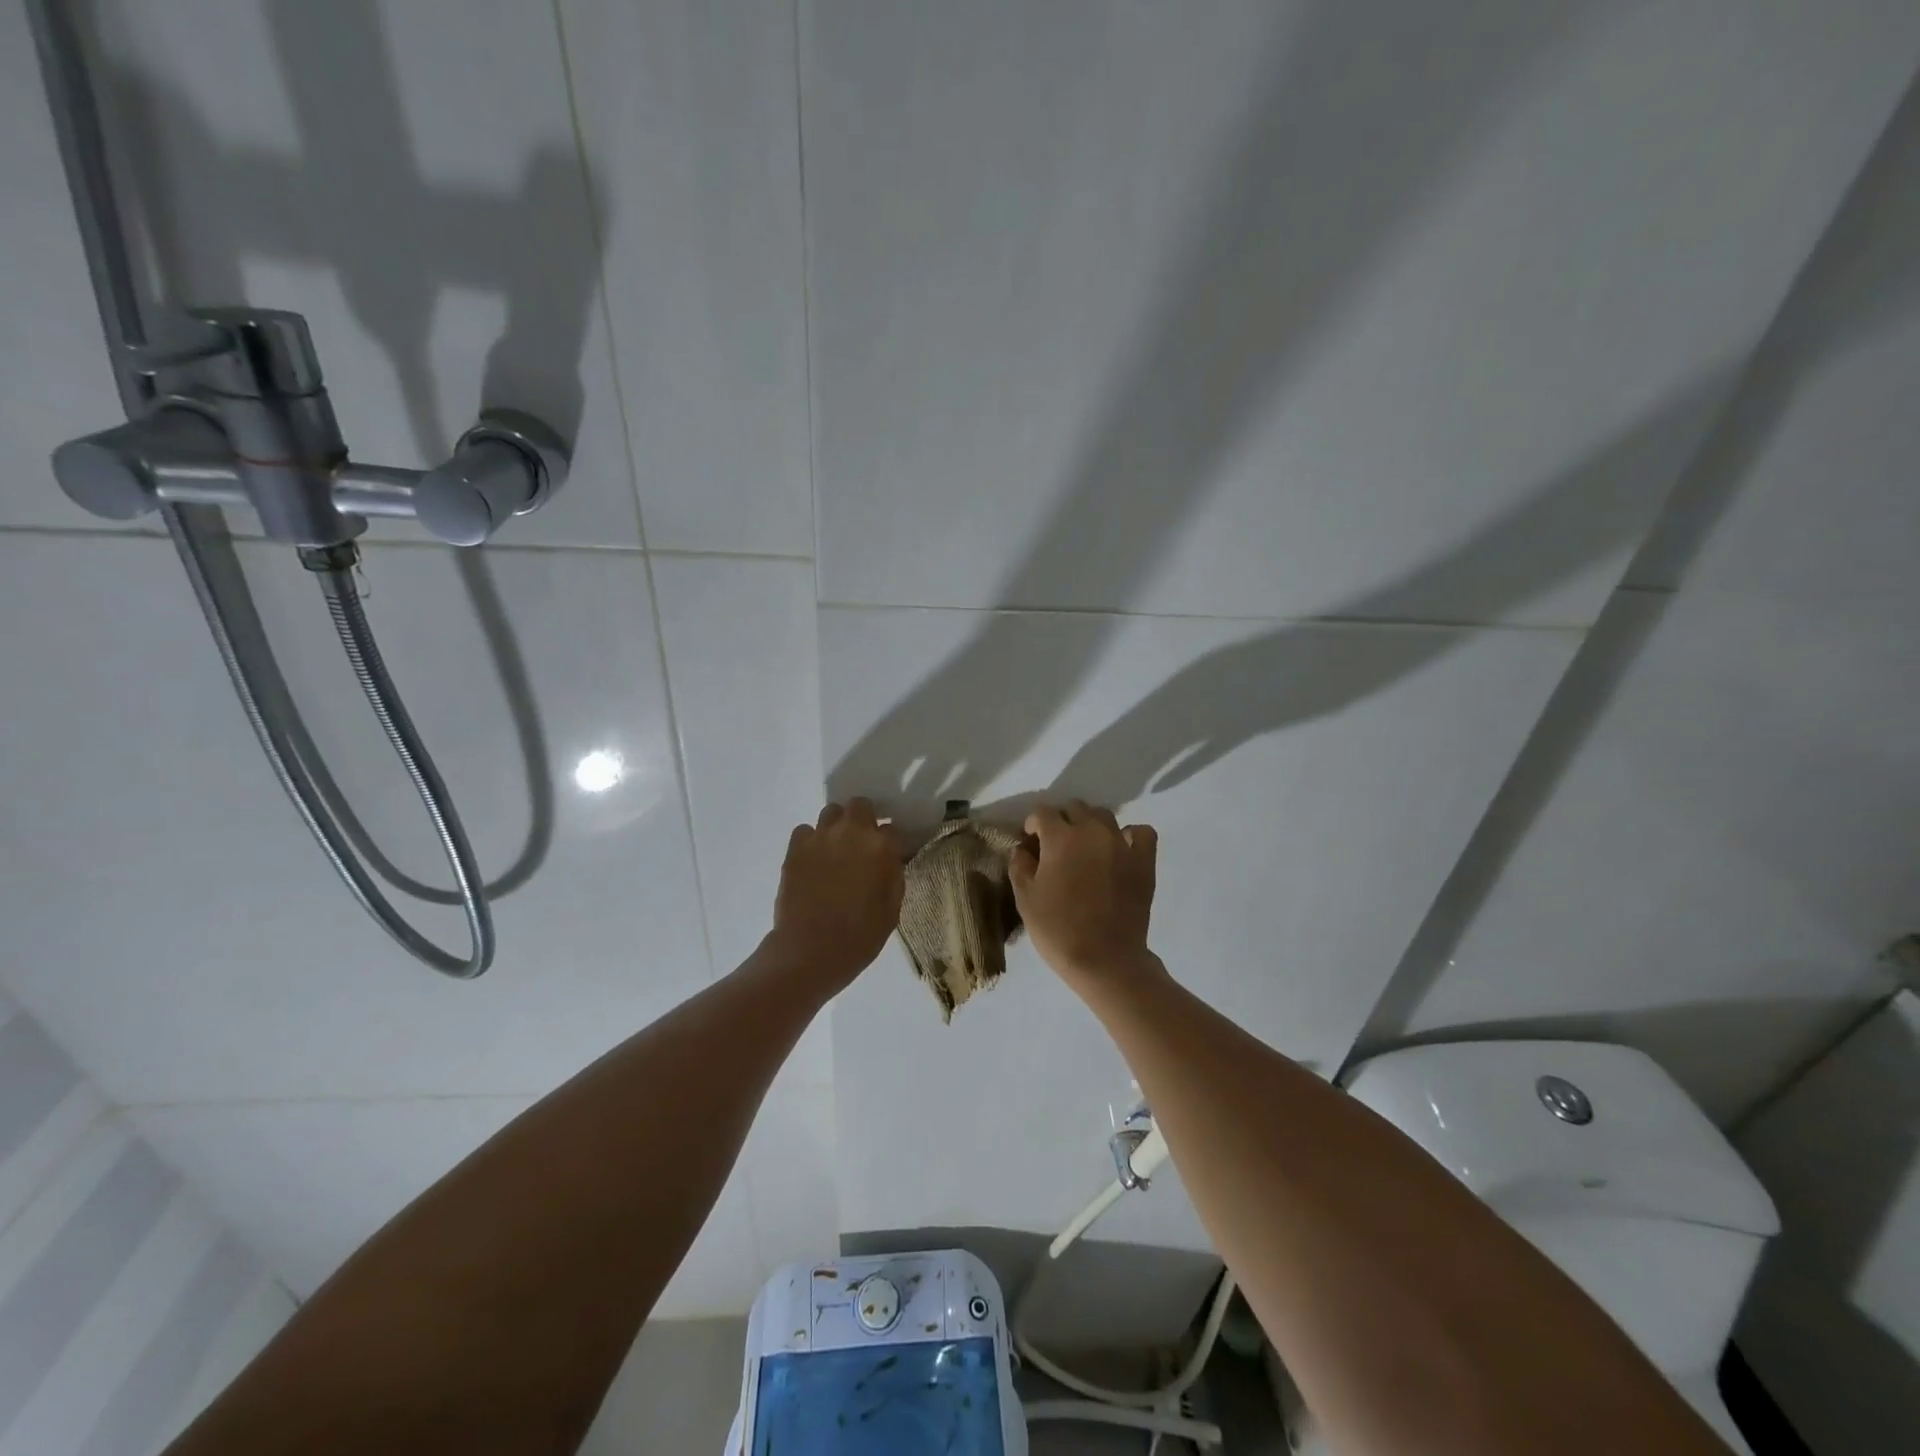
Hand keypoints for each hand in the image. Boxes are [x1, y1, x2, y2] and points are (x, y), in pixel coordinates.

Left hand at [768, 800, 905, 992]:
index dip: (891, 843)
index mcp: (882, 847)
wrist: (811, 950)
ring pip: (831, 812)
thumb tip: (890, 860)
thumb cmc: (860, 936)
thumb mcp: (892, 909)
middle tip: (861, 844)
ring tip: (835, 849)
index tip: (888, 855)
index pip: (893, 829)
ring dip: (836, 826)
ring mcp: (821, 837)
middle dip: (863, 820)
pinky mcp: (795, 848)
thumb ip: (893, 876)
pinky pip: (805, 831)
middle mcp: (852, 832)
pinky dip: (811, 841)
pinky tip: (812, 860)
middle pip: (860, 806)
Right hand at [1009, 801, 1159, 987]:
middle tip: (1057, 845)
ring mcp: (1121, 844)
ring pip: (1104, 815)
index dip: (1033, 824)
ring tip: (1086, 847)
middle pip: (1074, 808)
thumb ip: (1020, 866)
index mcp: (1060, 838)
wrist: (1105, 960)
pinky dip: (1130, 835)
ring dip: (1091, 824)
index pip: (1042, 813)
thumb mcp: (1025, 900)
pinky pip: (1141, 832)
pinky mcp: (1144, 861)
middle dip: (1062, 820)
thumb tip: (1023, 849)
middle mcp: (1091, 832)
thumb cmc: (1058, 930)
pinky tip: (1120, 849)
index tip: (1031, 841)